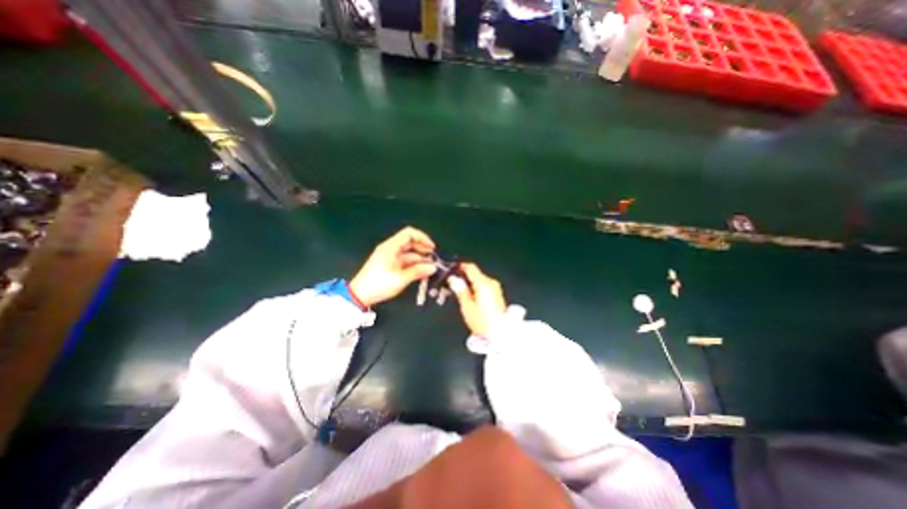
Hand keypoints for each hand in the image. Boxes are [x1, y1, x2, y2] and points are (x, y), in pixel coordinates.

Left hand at [349, 229, 436, 308]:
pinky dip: (413, 265)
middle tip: (433, 259)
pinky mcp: (389, 265)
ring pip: (408, 253)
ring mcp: (389, 257)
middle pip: (410, 242)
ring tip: (429, 268)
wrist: (359, 295)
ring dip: (419, 259)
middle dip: (423, 249)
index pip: (409, 233)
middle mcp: (390, 249)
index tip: (432, 248)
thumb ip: (418, 271)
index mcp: (391, 247)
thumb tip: (433, 267)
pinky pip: (404, 261)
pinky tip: (420, 272)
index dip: (423, 238)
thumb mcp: (401, 278)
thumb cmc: (379, 284)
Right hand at [450, 262, 507, 336]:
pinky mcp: (497, 294)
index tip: (450, 270)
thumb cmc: (482, 322)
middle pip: (474, 274)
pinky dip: (475, 288)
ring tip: (458, 293)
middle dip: (462, 278)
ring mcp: (495, 288)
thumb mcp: (467, 306)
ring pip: (479, 280)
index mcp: (483, 283)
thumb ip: (460, 290)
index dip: (459, 267)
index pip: (470, 267)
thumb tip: (453, 279)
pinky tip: (469, 297)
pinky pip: (484, 286)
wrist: (501, 334)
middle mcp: (491, 282)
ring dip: (469, 284)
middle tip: (451, 285)